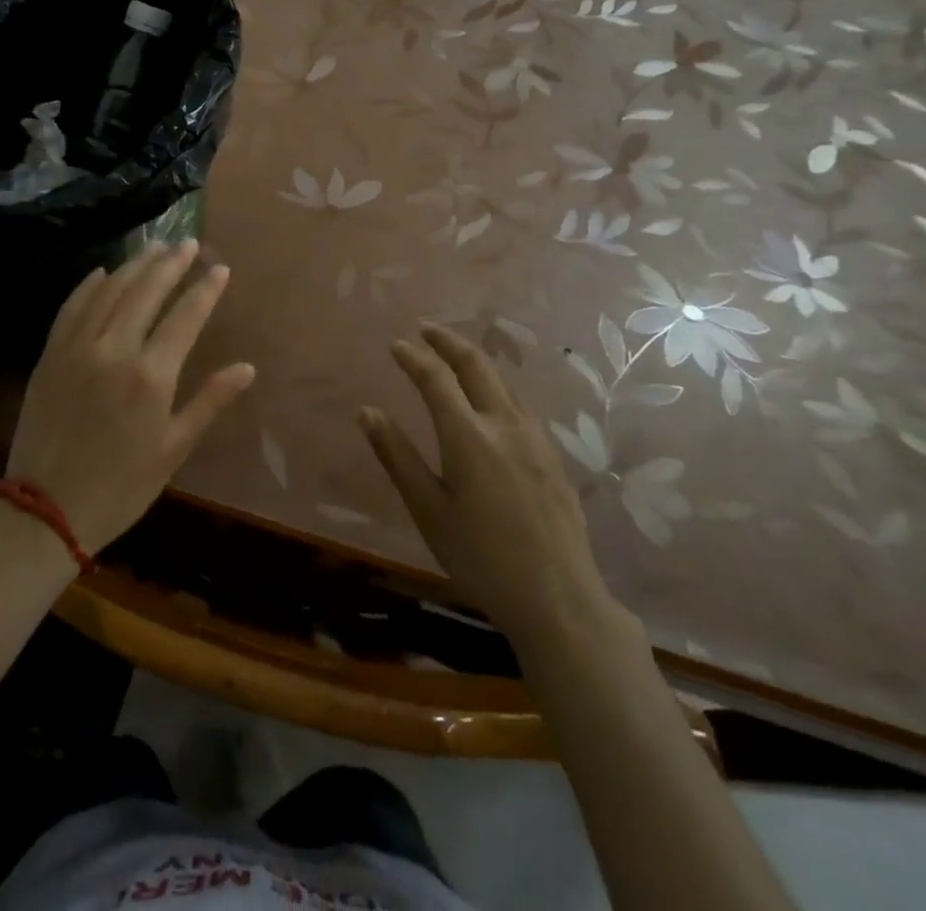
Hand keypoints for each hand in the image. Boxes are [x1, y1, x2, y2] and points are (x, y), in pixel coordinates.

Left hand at [0, 240, 254, 557]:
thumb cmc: (120, 486)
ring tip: (154, 247)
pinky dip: (88, 285)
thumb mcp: (173, 449)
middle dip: (170, 263)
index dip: (205, 289)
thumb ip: (209, 401)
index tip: (220, 268)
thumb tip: (247, 368)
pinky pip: (71, 307)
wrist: (45, 510)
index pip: (185, 316)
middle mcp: (114, 349)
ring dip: (134, 265)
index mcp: (151, 375)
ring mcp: (77, 348)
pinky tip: (102, 271)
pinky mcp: (50, 354)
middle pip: (146, 292)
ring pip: (109, 291)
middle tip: (187, 242)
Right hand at [360, 323, 631, 640]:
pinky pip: (520, 402)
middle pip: (476, 365)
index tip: (396, 344)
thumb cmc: (481, 557)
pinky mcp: (552, 454)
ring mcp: (535, 437)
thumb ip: (397, 456)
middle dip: (448, 341)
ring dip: (475, 359)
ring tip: (454, 354)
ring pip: (503, 380)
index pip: (436, 378)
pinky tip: (491, 398)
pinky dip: (497, 383)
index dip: (414, 357)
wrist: (559, 598)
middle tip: (425, 328)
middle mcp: (504, 423)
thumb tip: (366, 411)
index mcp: (468, 436)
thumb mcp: (428, 510)